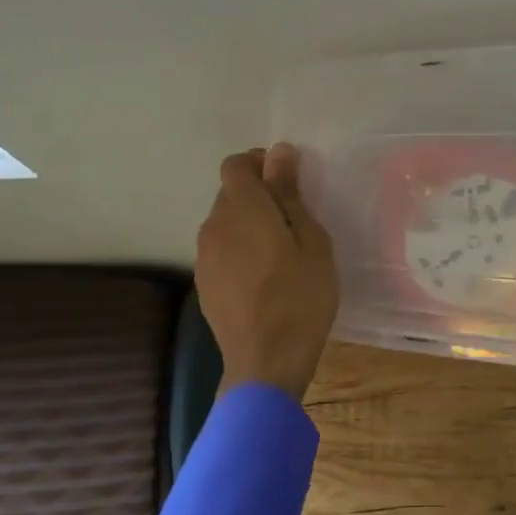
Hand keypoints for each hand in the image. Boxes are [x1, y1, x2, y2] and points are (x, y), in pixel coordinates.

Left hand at [196, 144, 339, 400]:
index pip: (236, 165)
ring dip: (249, 224)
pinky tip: (265, 277)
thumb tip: (279, 153)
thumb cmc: (300, 297)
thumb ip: (290, 194)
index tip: (290, 182)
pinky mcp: (204, 284)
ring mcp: (204, 257)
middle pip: (230, 193)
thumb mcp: (311, 242)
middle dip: (259, 195)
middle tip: (295, 220)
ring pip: (225, 223)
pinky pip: (222, 251)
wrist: (265, 362)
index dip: (261, 164)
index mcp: (242, 209)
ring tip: (282, 252)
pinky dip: (241, 251)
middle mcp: (214, 226)